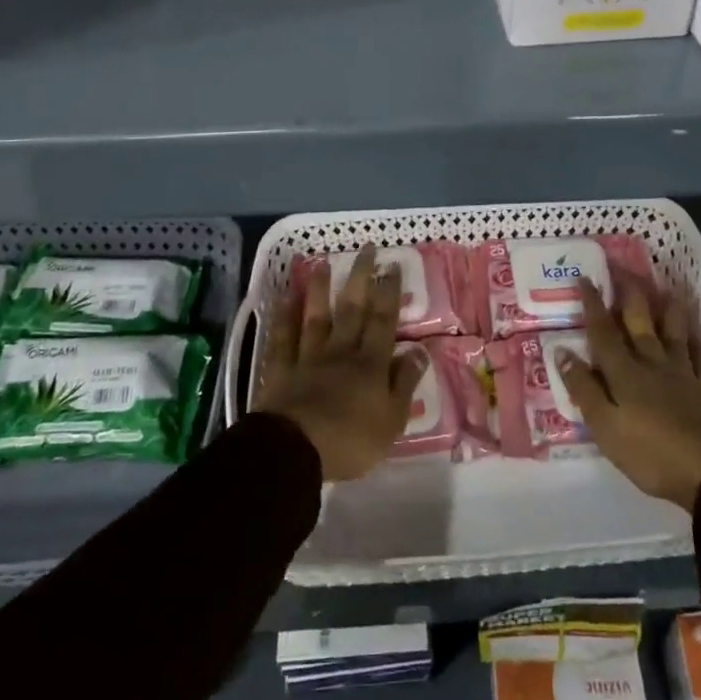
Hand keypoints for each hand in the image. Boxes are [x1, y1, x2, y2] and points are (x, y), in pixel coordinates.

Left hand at [254, 244, 427, 481]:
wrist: (294, 451)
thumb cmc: (350, 441)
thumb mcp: (392, 420)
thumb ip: (404, 383)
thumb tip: (419, 351)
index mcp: (370, 363)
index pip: (383, 320)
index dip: (389, 292)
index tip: (393, 265)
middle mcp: (340, 351)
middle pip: (352, 308)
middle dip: (361, 277)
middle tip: (366, 248)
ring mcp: (308, 357)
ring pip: (316, 315)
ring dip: (321, 288)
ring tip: (324, 262)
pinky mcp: (281, 369)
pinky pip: (282, 337)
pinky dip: (283, 316)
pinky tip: (284, 297)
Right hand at [558, 278, 700, 510]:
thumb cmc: (651, 454)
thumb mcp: (605, 427)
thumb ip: (584, 388)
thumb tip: (562, 351)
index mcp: (624, 373)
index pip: (603, 332)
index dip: (593, 304)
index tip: (585, 277)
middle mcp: (652, 363)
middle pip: (639, 322)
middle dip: (629, 294)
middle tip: (623, 268)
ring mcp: (684, 373)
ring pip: (674, 331)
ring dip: (668, 307)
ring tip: (666, 286)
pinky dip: (699, 338)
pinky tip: (698, 330)